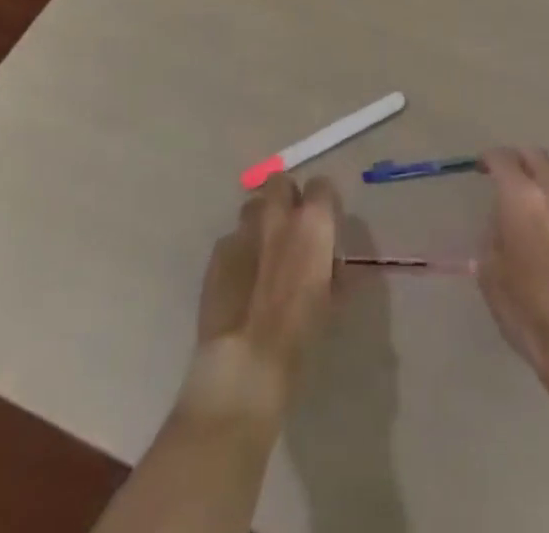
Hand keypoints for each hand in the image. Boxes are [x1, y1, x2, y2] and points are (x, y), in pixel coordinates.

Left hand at [180, 174, 342, 422]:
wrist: (245, 365)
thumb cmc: (301, 335)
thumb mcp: (332, 301)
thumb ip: (331, 269)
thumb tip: (329, 262)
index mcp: (312, 223)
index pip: (322, 186)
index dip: (323, 204)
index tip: (324, 224)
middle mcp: (277, 216)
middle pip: (280, 182)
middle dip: (286, 198)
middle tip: (291, 228)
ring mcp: (242, 231)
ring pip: (252, 207)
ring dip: (261, 221)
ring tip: (263, 252)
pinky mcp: (216, 253)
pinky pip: (231, 239)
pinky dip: (239, 251)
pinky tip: (239, 280)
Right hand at [477, 148, 548, 395]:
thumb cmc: (528, 309)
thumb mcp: (491, 276)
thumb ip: (491, 241)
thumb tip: (498, 230)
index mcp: (521, 198)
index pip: (503, 159)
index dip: (489, 159)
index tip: (481, 167)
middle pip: (537, 156)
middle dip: (520, 159)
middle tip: (508, 173)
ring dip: (546, 174)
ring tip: (536, 190)